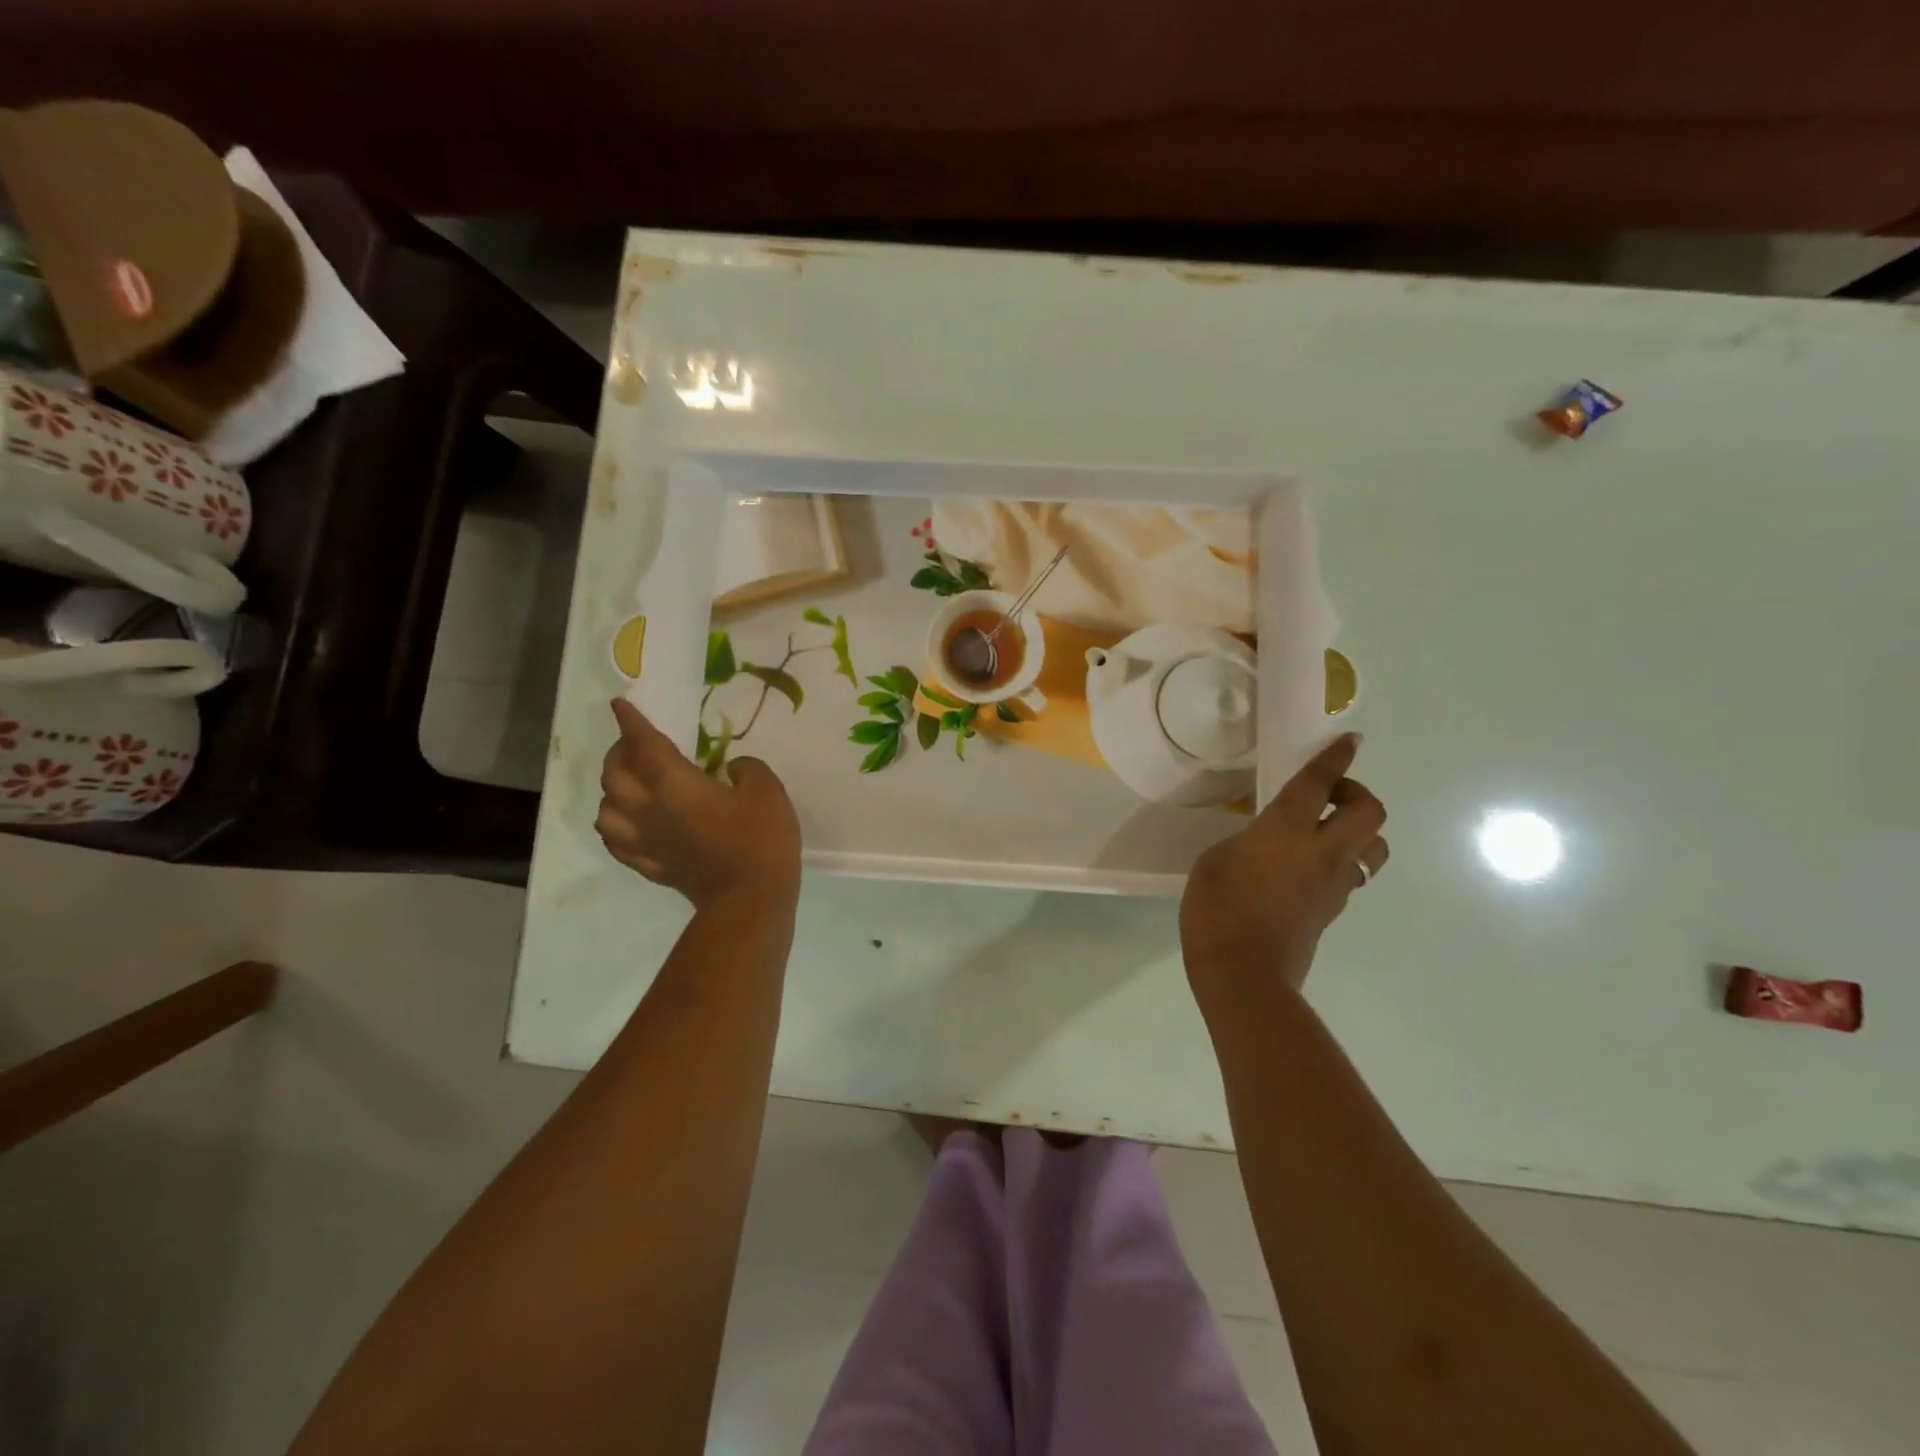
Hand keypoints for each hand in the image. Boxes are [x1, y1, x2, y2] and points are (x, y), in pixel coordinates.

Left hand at [596, 699, 801, 909]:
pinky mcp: (649, 864)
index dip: (631, 721)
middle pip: (614, 773)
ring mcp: (644, 840)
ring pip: (605, 807)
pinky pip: (615, 840)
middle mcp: (647, 807)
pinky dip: (614, 824)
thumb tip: (731, 769)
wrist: (750, 899)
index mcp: (672, 782)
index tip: (621, 705)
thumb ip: (746, 768)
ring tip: (630, 782)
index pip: (643, 743)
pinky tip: (627, 821)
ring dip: (612, 789)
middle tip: (637, 743)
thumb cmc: (760, 838)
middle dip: (620, 752)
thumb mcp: (766, 789)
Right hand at [1180, 733, 1386, 1007]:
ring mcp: (1333, 884)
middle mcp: (1321, 852)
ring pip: (1375, 847)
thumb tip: (1266, 845)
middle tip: (1328, 796)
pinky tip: (1311, 866)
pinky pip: (1353, 873)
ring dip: (1361, 830)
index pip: (1318, 784)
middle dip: (1356, 793)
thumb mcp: (1216, 860)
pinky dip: (1343, 860)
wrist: (1243, 973)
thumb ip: (1248, 842)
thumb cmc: (1217, 908)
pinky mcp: (1332, 910)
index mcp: (1286, 830)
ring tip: (1328, 831)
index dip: (1335, 759)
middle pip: (1369, 812)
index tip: (1351, 741)